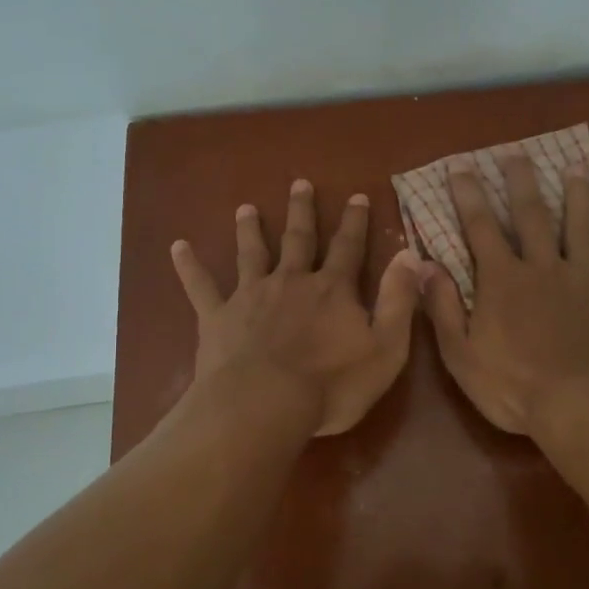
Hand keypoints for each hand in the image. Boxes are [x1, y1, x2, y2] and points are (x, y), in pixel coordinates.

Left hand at [172, 179, 420, 436]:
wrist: (264, 405)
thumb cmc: (331, 385)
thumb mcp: (385, 348)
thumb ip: (398, 300)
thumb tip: (411, 254)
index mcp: (331, 290)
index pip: (348, 248)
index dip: (354, 222)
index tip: (356, 196)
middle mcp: (291, 282)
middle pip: (298, 240)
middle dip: (301, 211)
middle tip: (299, 183)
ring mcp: (251, 296)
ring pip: (251, 254)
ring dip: (249, 229)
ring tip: (245, 208)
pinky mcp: (218, 317)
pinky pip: (200, 287)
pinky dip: (189, 266)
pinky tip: (177, 246)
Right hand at [423, 152, 588, 438]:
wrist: (582, 408)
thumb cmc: (513, 387)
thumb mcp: (461, 355)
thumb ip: (443, 307)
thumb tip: (424, 265)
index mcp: (503, 280)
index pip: (481, 228)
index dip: (469, 196)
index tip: (462, 166)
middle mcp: (544, 268)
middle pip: (533, 216)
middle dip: (521, 183)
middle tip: (517, 154)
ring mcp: (585, 281)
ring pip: (583, 229)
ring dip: (580, 198)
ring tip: (578, 171)